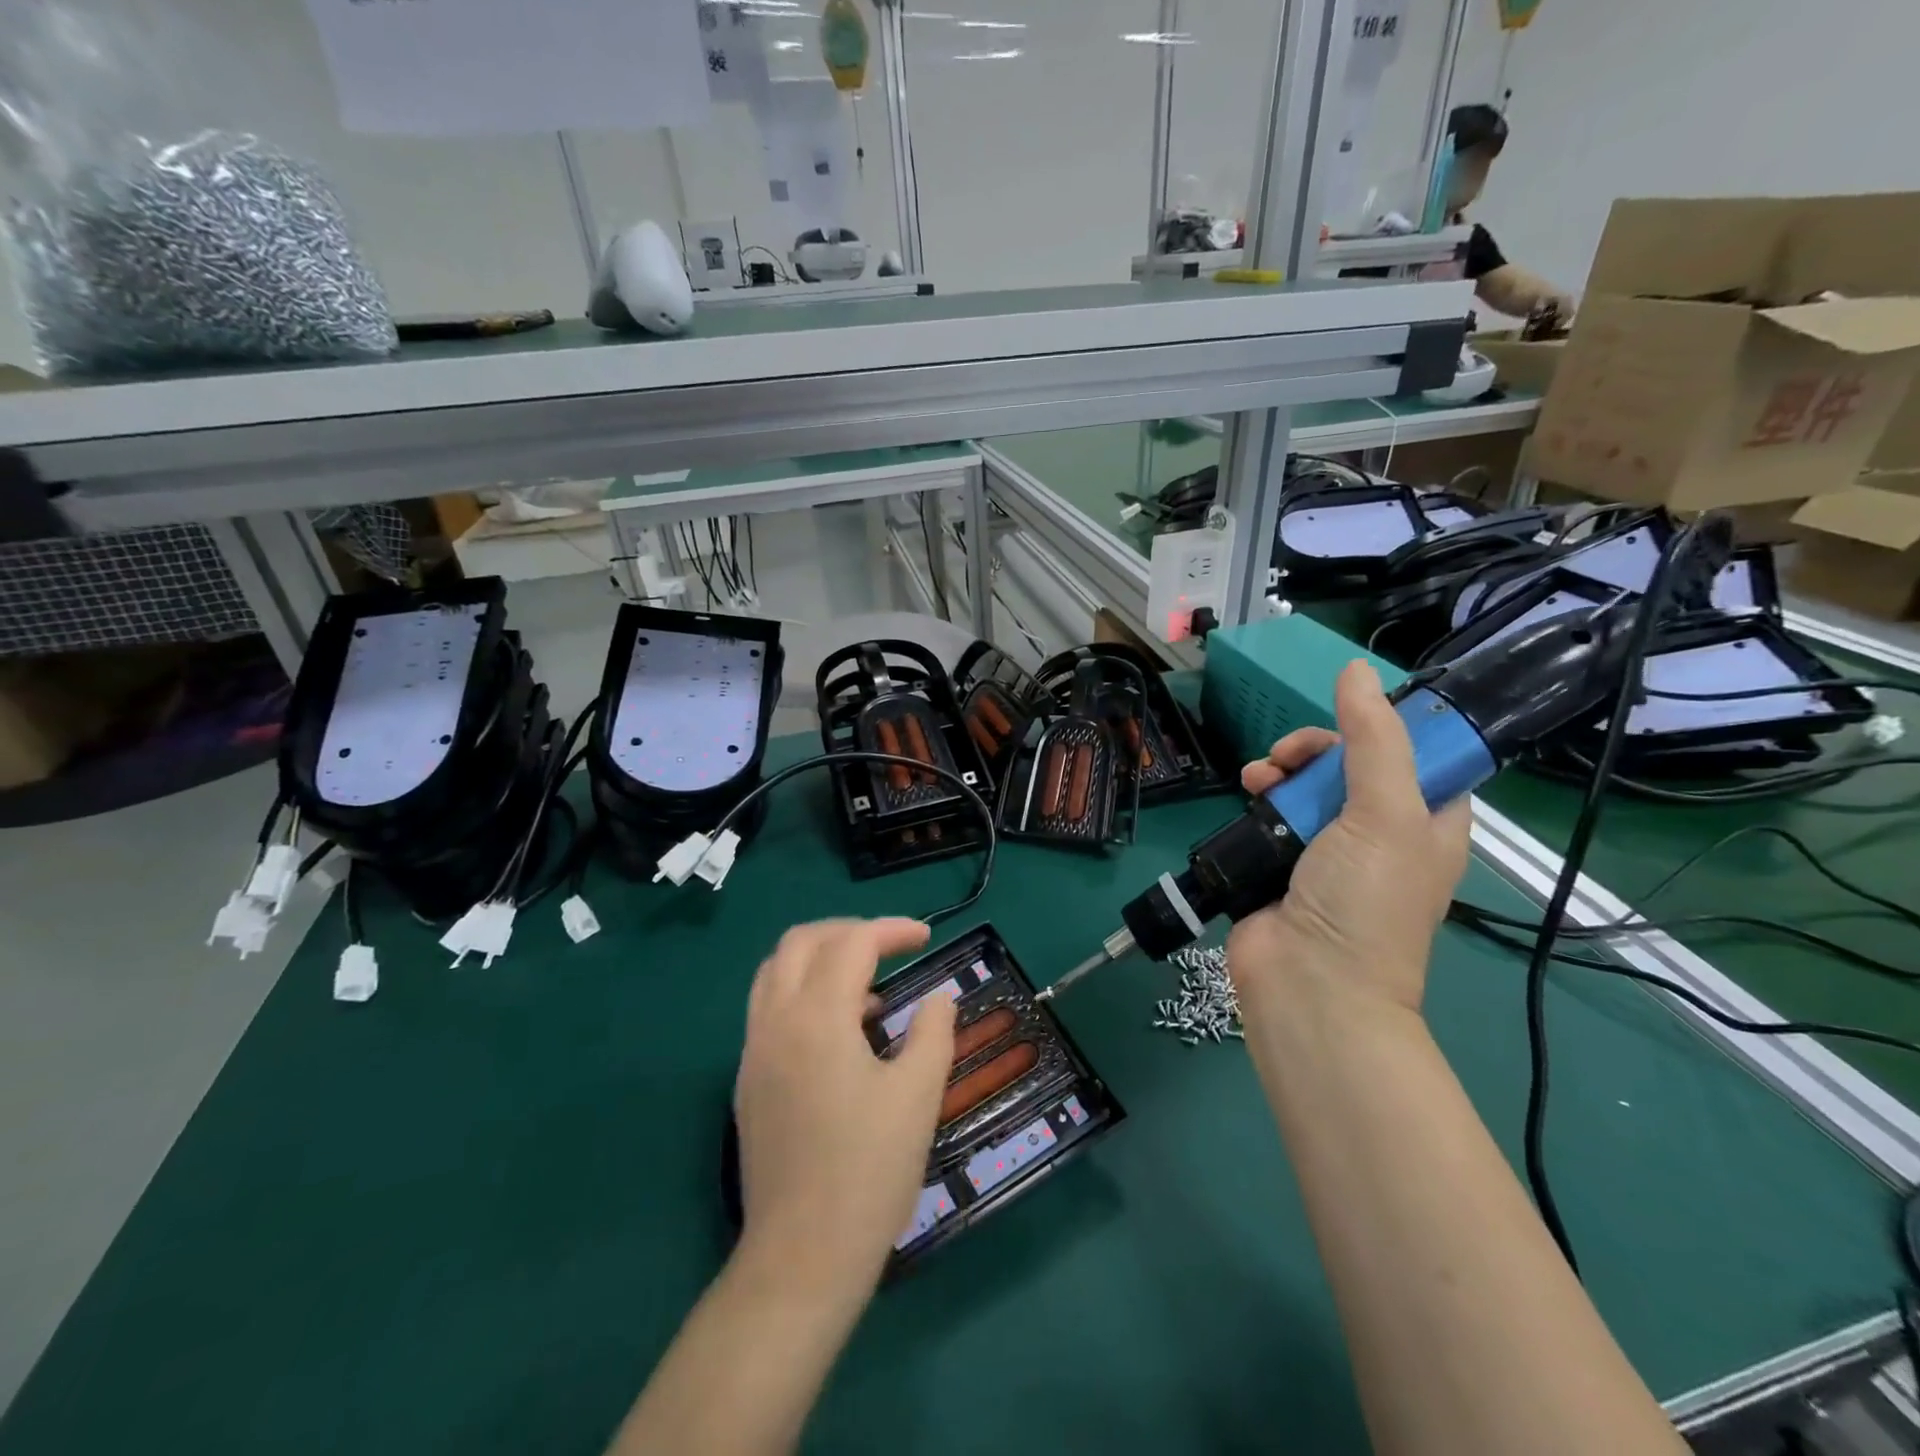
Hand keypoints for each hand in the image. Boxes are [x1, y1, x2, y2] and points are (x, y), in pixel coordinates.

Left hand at [734, 918, 955, 1297]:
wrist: (802, 1256)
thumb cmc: (869, 1171)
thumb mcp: (919, 1095)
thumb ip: (933, 1032)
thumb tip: (938, 997)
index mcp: (817, 1017)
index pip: (851, 943)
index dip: (891, 929)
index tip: (926, 937)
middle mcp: (775, 1020)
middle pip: (801, 941)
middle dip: (848, 931)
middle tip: (890, 948)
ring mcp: (753, 1050)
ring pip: (775, 970)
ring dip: (819, 957)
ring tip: (866, 987)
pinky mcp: (747, 1080)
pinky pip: (768, 1006)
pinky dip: (802, 991)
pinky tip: (840, 1031)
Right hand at [1227, 661, 1470, 1018]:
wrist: (1308, 984)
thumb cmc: (1364, 901)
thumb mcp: (1386, 813)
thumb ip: (1373, 740)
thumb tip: (1356, 669)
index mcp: (1425, 823)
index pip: (1417, 756)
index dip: (1384, 729)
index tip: (1350, 720)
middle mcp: (1378, 833)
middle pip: (1349, 764)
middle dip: (1317, 749)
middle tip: (1292, 756)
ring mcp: (1325, 850)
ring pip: (1304, 785)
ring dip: (1280, 769)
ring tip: (1259, 777)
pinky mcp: (1278, 861)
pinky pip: (1270, 811)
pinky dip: (1257, 795)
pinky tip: (1244, 791)